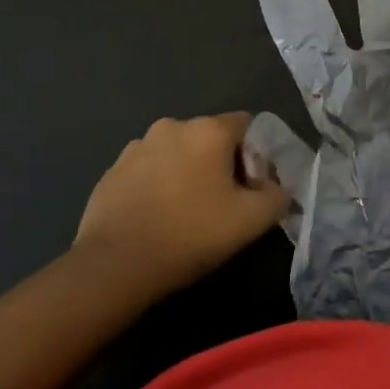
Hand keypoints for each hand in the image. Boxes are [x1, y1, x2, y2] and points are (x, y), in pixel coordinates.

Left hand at [73, 113, 287, 302]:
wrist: (116, 264)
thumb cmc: (191, 234)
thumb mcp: (252, 221)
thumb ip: (276, 195)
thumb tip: (273, 187)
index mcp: (208, 130)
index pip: (246, 124)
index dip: (255, 154)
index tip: (251, 187)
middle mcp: (172, 126)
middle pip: (210, 137)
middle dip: (220, 162)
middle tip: (221, 203)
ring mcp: (137, 145)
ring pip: (177, 152)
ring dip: (186, 171)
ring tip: (185, 212)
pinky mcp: (113, 168)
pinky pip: (148, 168)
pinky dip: (158, 183)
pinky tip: (156, 216)